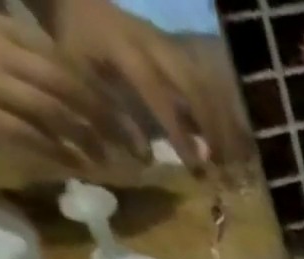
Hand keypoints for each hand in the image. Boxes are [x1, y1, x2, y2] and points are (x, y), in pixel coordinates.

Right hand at [0, 7, 126, 162]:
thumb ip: (20, 54)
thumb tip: (70, 86)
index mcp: (0, 28)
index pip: (65, 61)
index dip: (103, 94)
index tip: (130, 121)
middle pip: (69, 87)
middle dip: (109, 121)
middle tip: (136, 149)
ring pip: (56, 114)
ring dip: (89, 141)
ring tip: (110, 162)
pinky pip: (32, 137)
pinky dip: (60, 154)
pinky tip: (79, 167)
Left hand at [49, 0, 249, 172]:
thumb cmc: (74, 44)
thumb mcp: (81, 78)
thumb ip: (112, 115)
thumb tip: (146, 158)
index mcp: (126, 50)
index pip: (160, 97)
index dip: (180, 134)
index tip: (196, 168)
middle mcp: (154, 45)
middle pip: (195, 89)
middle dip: (212, 129)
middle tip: (222, 165)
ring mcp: (169, 44)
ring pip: (206, 85)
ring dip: (221, 123)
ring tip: (229, 156)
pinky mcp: (177, 49)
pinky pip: (205, 82)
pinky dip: (219, 112)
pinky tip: (225, 138)